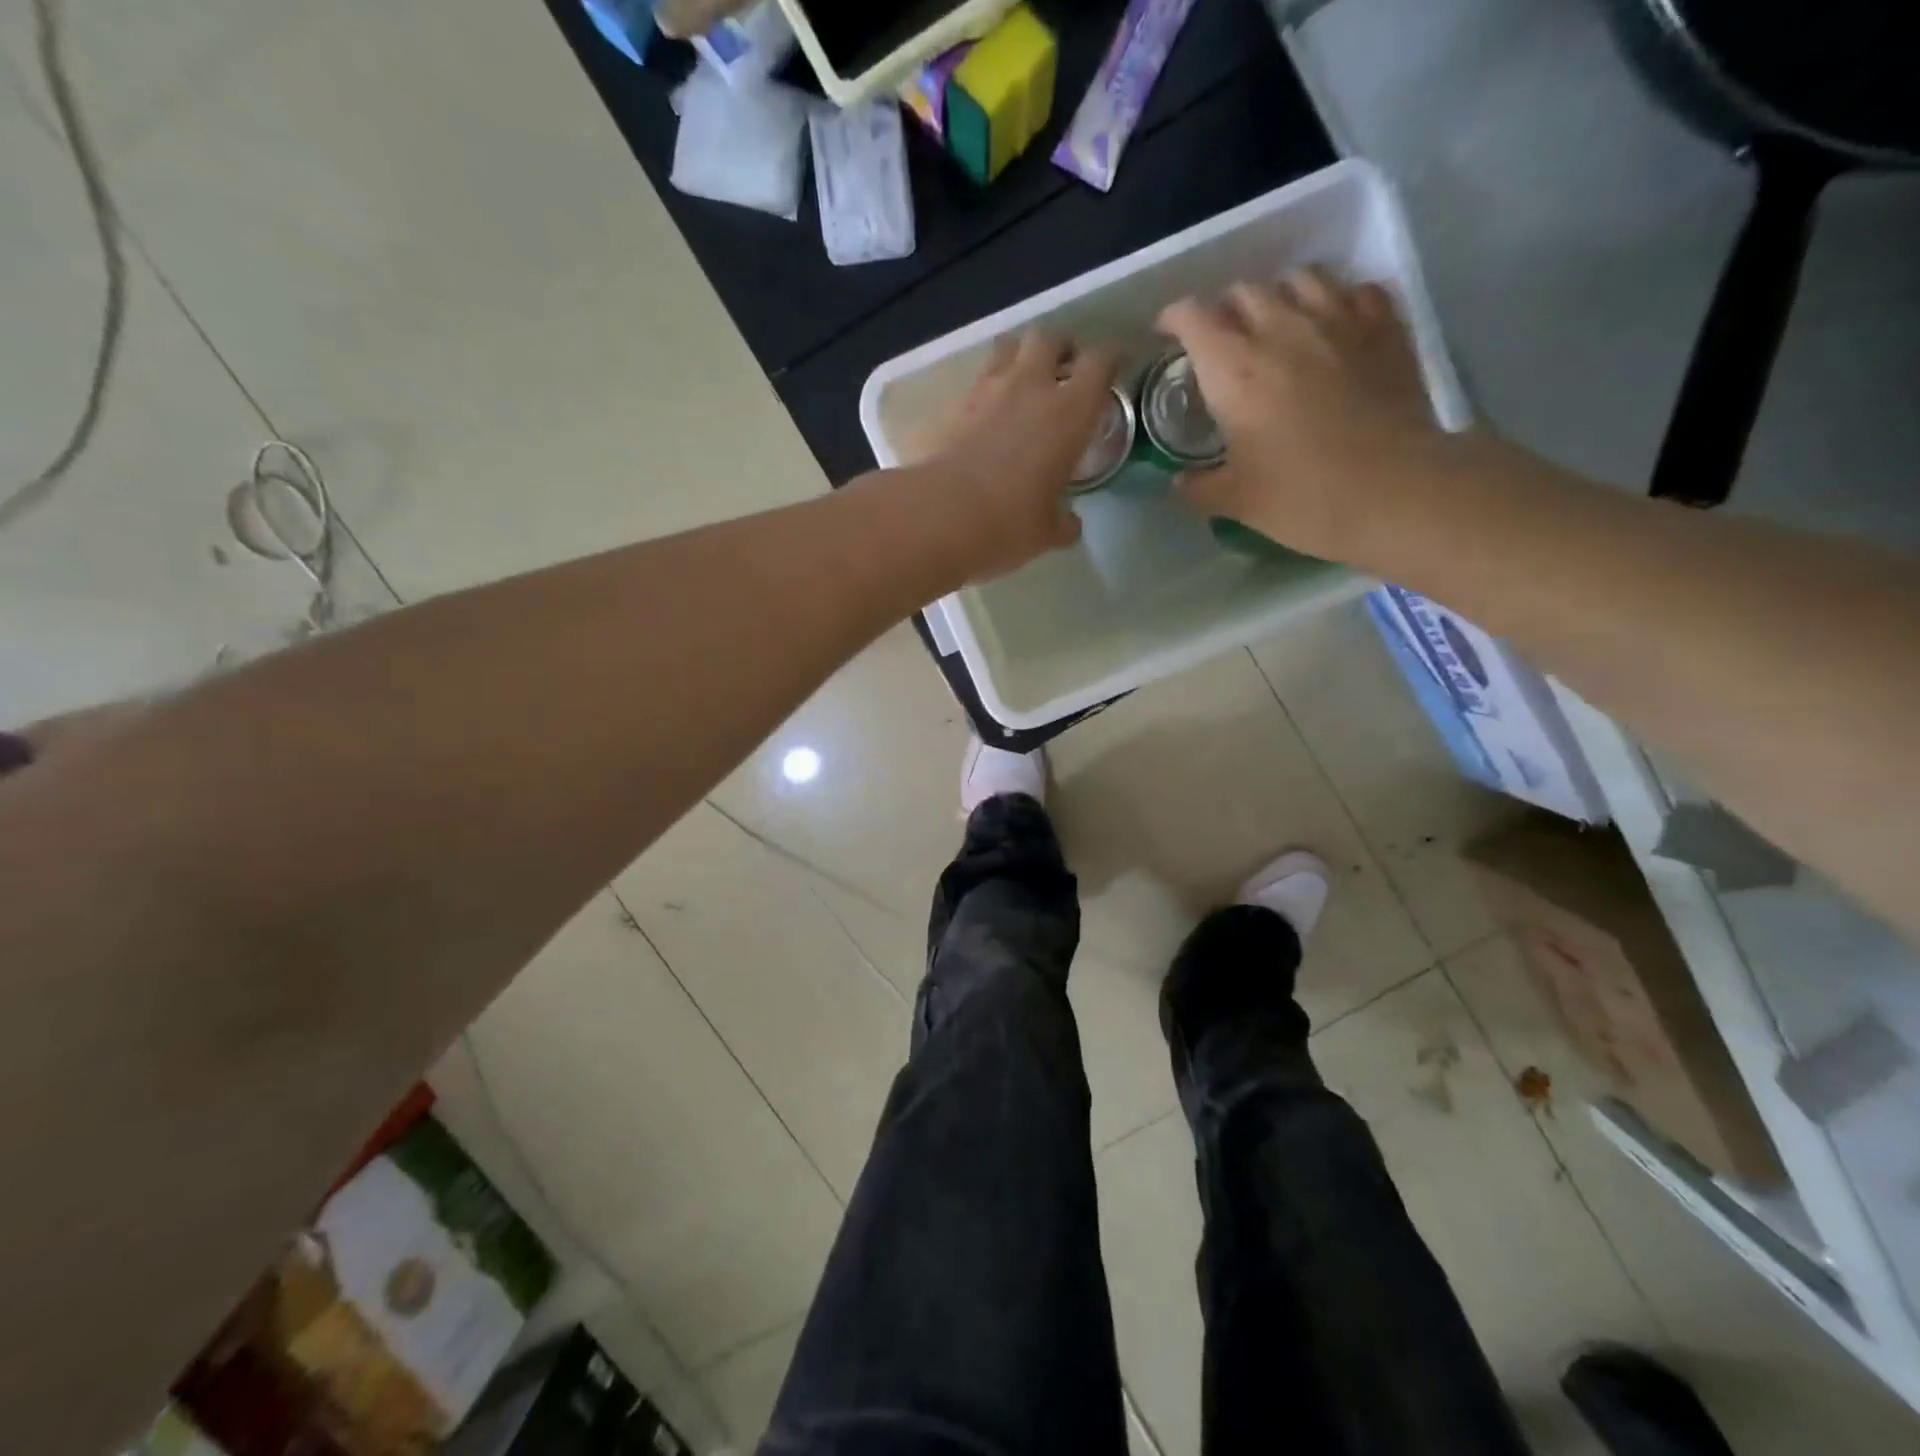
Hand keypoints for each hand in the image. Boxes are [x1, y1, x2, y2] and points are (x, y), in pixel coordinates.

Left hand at [908, 330, 1119, 581]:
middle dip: (1058, 349)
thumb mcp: (1048, 532)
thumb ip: (1064, 522)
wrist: (940, 516)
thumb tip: (1070, 524)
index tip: (1110, 372)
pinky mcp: (949, 405)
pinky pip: (971, 384)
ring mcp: (985, 390)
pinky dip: (981, 393)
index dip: (1109, 361)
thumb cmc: (1009, 523)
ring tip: (1018, 385)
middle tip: (1060, 372)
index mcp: (1070, 412)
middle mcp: (1030, 386)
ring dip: (1016, 358)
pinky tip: (980, 418)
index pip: (1101, 361)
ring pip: (1006, 347)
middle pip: (1049, 337)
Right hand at [1157, 269, 1452, 560]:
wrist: (1393, 491)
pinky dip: (1338, 300)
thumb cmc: (1301, 497)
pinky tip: (1335, 326)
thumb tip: (1180, 483)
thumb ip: (1198, 488)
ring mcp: (1339, 320)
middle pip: (1244, 290)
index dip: (1174, 319)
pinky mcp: (1384, 328)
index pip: (1193, 317)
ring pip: (1300, 278)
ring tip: (1278, 324)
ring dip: (1280, 296)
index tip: (1168, 336)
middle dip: (1225, 310)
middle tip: (1223, 342)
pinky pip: (1356, 290)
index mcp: (1234, 369)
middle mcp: (1282, 329)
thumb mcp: (1235, 501)